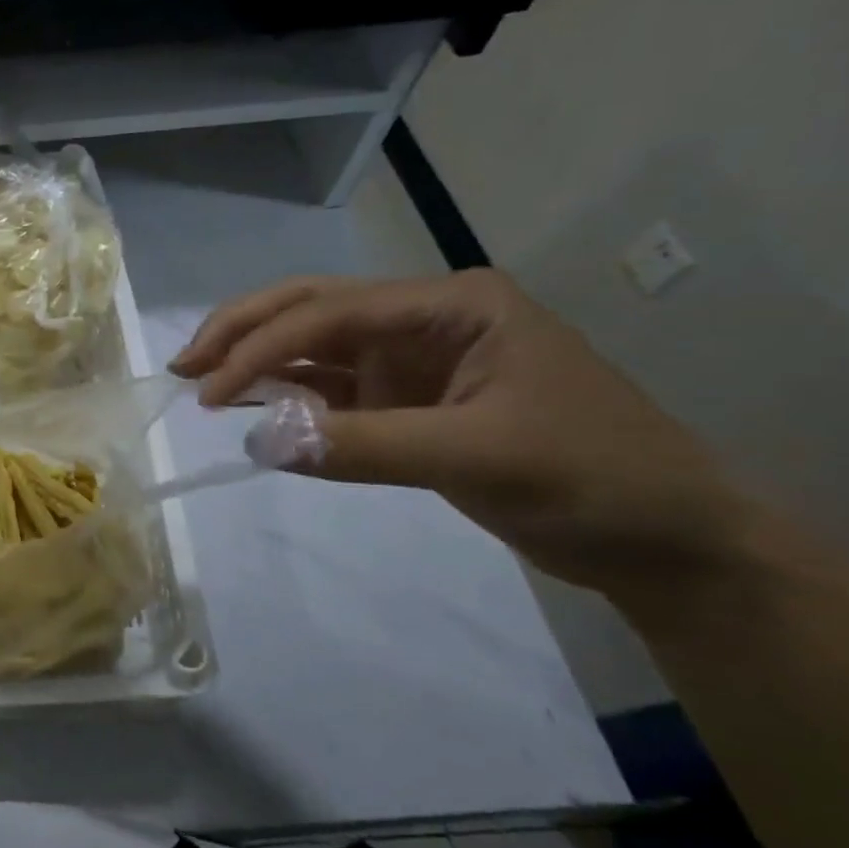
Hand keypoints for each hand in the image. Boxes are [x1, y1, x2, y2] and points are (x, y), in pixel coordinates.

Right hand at [170, 271, 753, 606]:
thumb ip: (364, 445)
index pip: (331, 311)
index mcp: (451, 305)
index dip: (261, 346)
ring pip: (312, 347)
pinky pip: (328, 390)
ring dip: (256, 361)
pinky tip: (248, 405)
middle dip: (243, 332)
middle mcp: (422, 320)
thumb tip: (257, 444)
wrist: (664, 542)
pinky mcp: (402, 401)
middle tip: (184, 365)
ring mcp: (410, 361)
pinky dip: (285, 397)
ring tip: (200, 381)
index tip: (208, 391)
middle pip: (311, 309)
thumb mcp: (479, 456)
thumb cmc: (594, 479)